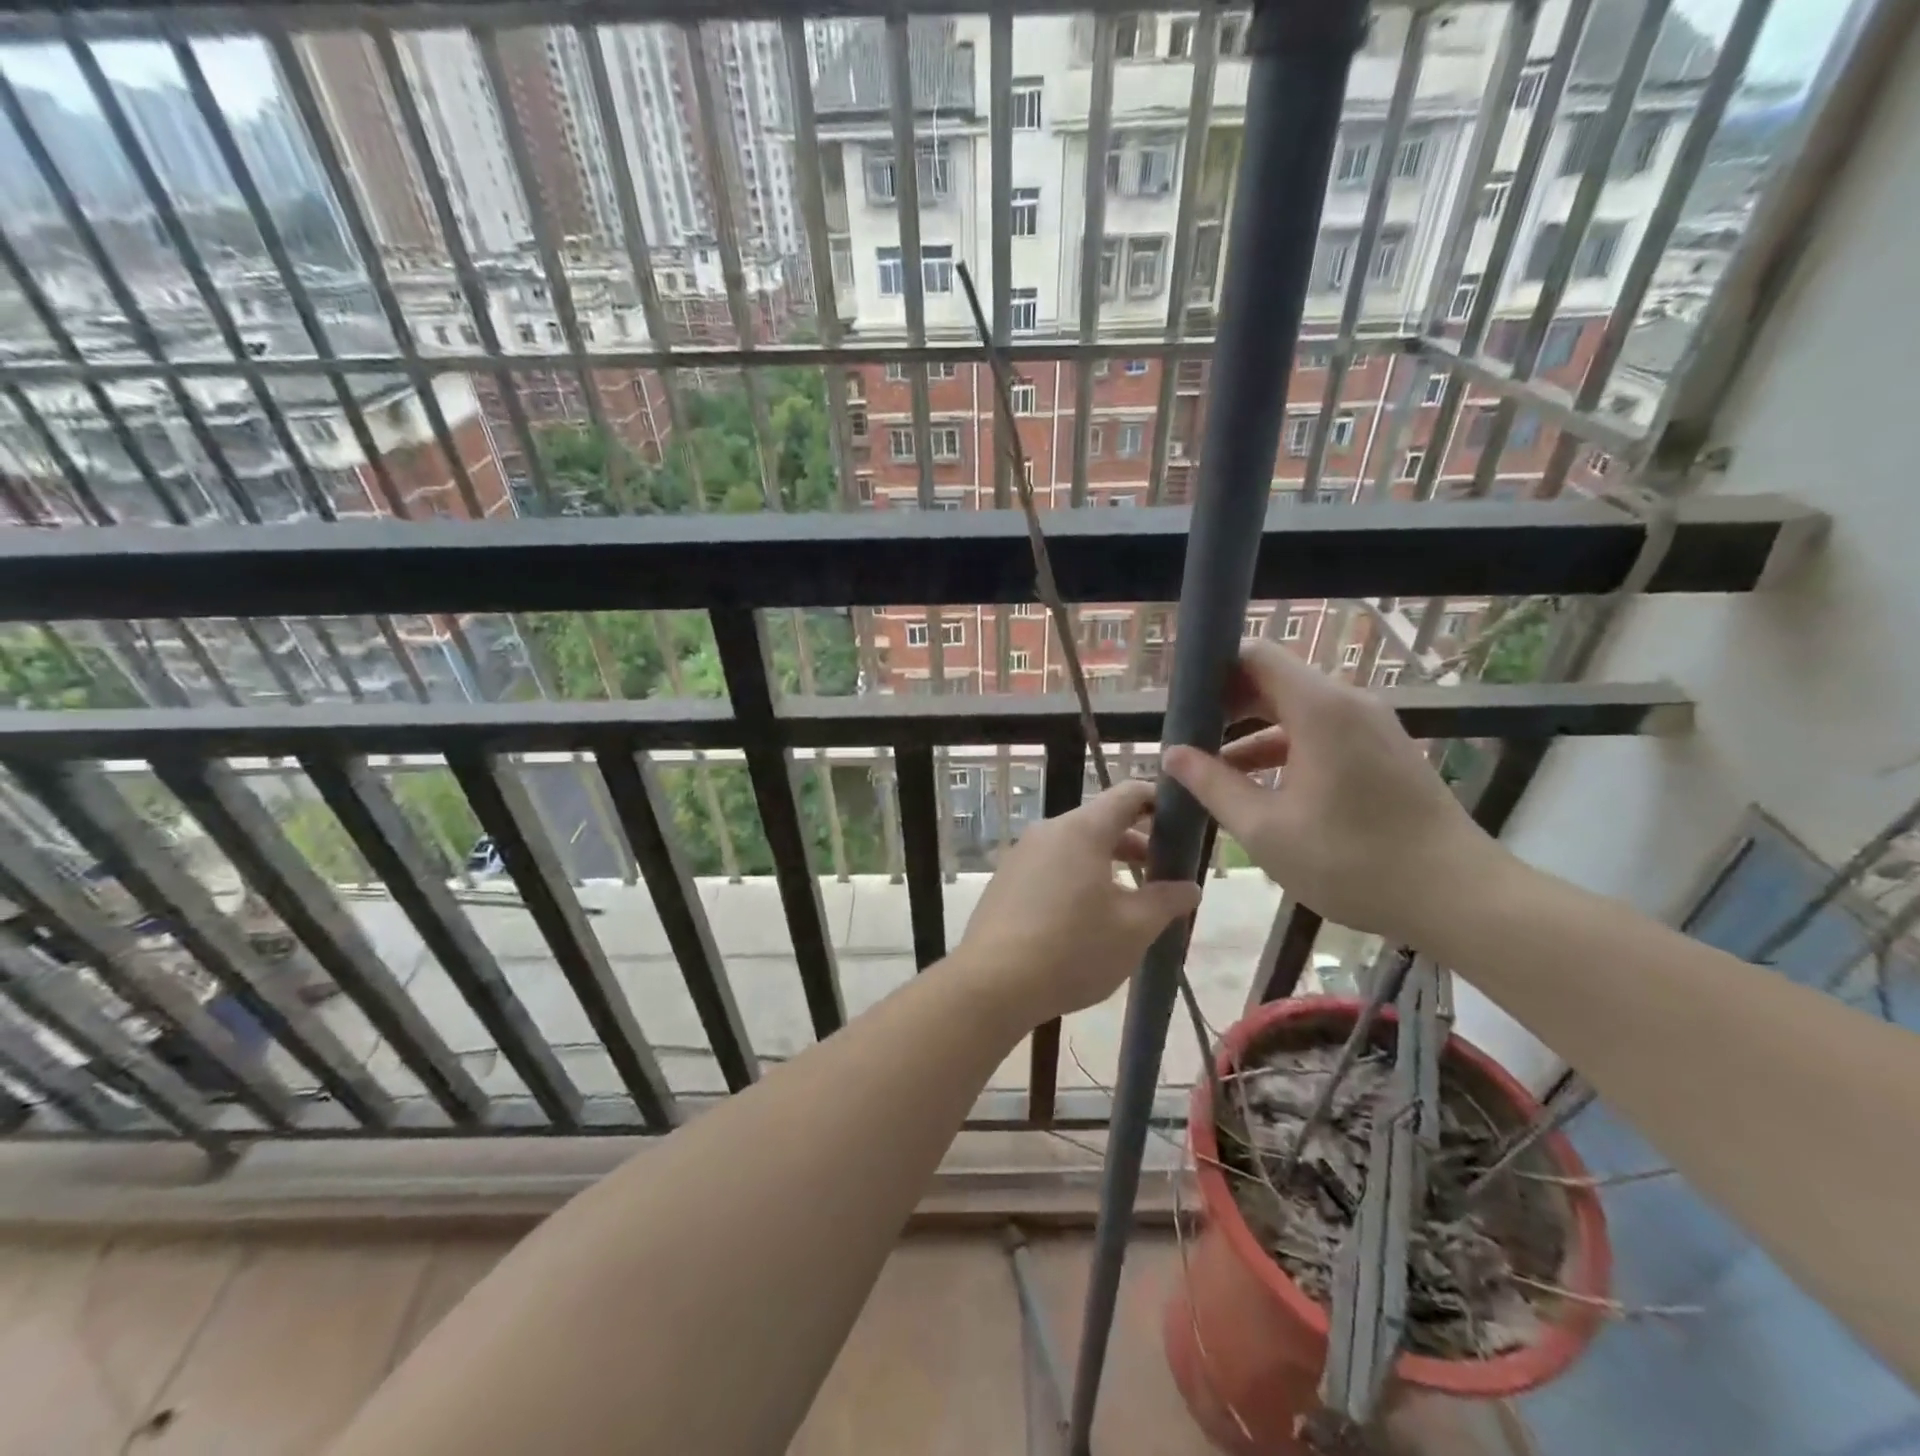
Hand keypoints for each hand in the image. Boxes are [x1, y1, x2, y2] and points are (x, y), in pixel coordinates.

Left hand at [958, 779, 1201, 1025]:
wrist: (992, 984)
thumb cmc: (1072, 950)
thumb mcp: (1133, 929)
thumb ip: (1166, 901)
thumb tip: (1189, 887)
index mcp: (1082, 830)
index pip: (1129, 794)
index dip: (1160, 802)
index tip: (1183, 824)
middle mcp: (1049, 831)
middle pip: (1102, 821)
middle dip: (1137, 844)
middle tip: (1164, 875)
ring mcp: (1022, 854)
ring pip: (1075, 846)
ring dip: (1107, 864)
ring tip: (1130, 902)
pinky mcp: (1006, 880)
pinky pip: (1051, 866)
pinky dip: (1078, 877)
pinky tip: (1087, 918)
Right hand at [1162, 643, 1505, 947]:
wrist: (1458, 897)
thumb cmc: (1354, 861)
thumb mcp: (1265, 828)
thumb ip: (1213, 785)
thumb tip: (1172, 754)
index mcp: (1320, 709)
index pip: (1255, 656)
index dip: (1213, 671)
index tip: (1179, 703)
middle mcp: (1347, 703)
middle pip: (1273, 680)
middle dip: (1225, 705)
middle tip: (1185, 738)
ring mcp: (1370, 727)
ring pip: (1295, 710)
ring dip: (1251, 731)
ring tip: (1210, 766)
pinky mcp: (1382, 751)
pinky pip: (1320, 732)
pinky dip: (1283, 748)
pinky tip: (1257, 786)